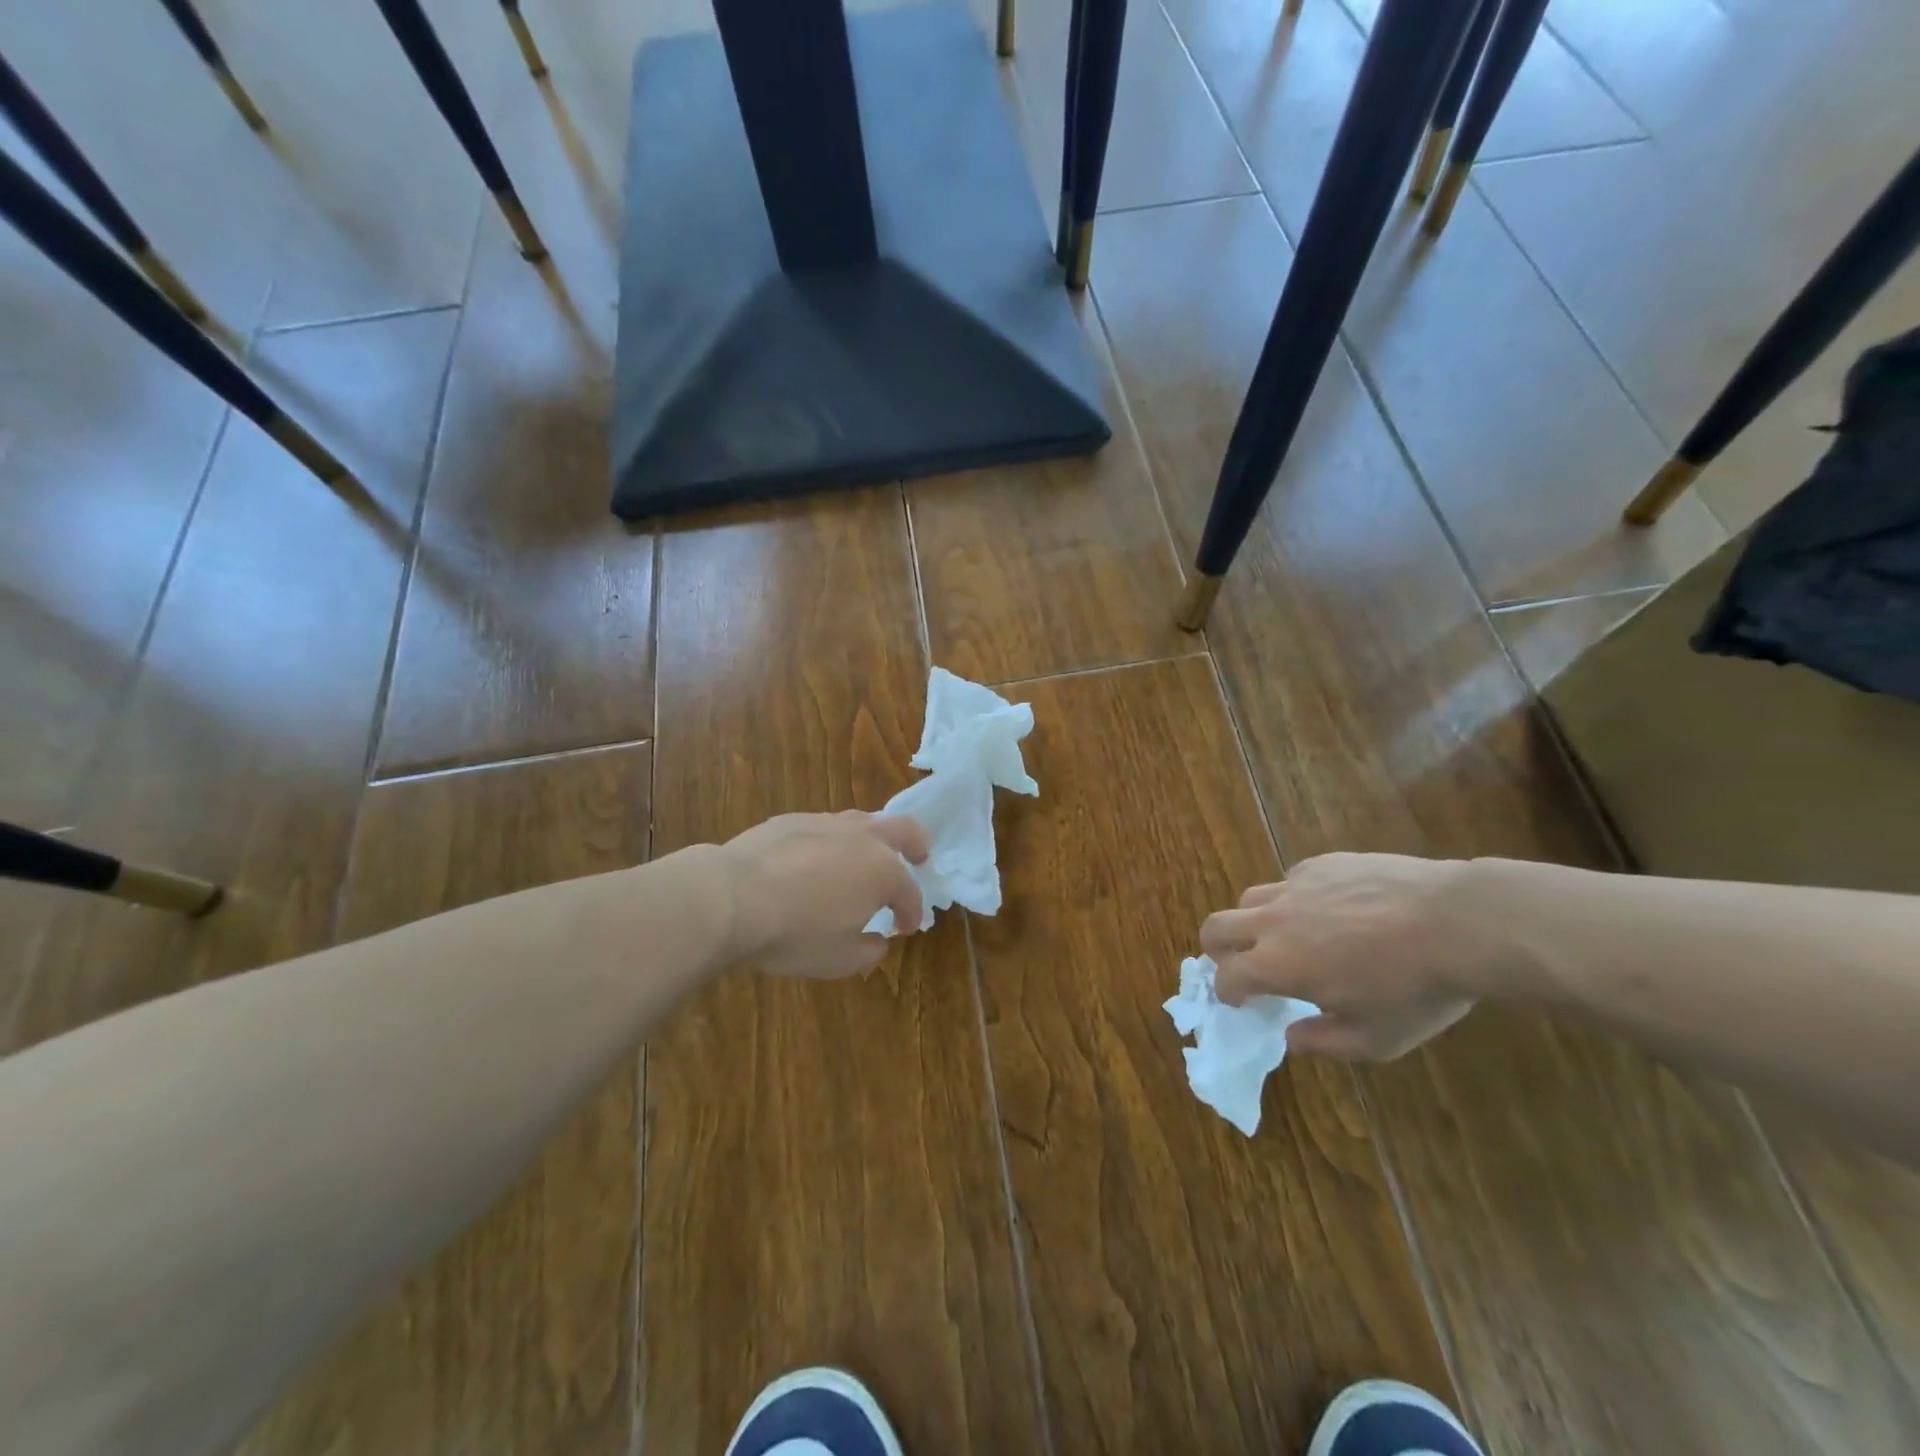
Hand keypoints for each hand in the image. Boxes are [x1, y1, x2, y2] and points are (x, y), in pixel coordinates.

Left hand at [717, 811, 931, 977]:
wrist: (733, 897)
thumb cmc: (795, 933)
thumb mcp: (838, 960)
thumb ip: (868, 951)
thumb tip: (878, 941)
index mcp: (883, 872)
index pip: (909, 893)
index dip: (911, 913)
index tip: (905, 928)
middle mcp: (862, 839)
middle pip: (903, 830)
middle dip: (916, 844)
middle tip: (919, 856)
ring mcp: (827, 823)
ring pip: (862, 821)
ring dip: (872, 839)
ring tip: (863, 857)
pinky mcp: (792, 820)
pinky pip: (824, 827)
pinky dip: (831, 842)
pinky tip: (815, 859)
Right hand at [1200, 853, 1494, 1059]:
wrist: (1458, 922)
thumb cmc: (1416, 989)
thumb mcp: (1376, 1039)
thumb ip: (1324, 1042)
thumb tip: (1291, 1037)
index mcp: (1277, 965)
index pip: (1226, 977)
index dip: (1228, 993)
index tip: (1241, 1001)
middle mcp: (1274, 920)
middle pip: (1215, 926)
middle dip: (1217, 949)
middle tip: (1241, 963)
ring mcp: (1296, 886)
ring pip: (1251, 898)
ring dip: (1255, 921)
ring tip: (1287, 935)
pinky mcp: (1322, 864)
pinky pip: (1292, 880)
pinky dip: (1296, 899)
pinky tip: (1332, 911)